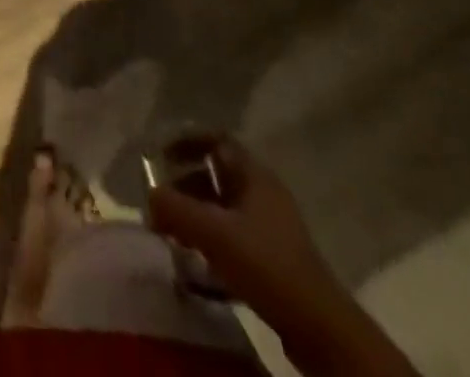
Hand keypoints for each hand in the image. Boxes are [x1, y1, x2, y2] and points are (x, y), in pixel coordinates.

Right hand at [145, 135, 351, 342]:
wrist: (320, 329)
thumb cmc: (266, 265)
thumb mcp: (213, 233)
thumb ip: (175, 209)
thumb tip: (149, 196)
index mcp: (254, 175)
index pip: (216, 140)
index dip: (186, 141)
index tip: (161, 156)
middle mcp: (263, 193)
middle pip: (216, 176)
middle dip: (184, 186)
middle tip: (161, 203)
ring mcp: (271, 228)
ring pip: (223, 209)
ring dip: (196, 217)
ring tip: (173, 235)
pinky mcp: (273, 260)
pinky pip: (233, 238)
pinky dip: (211, 243)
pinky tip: (196, 264)